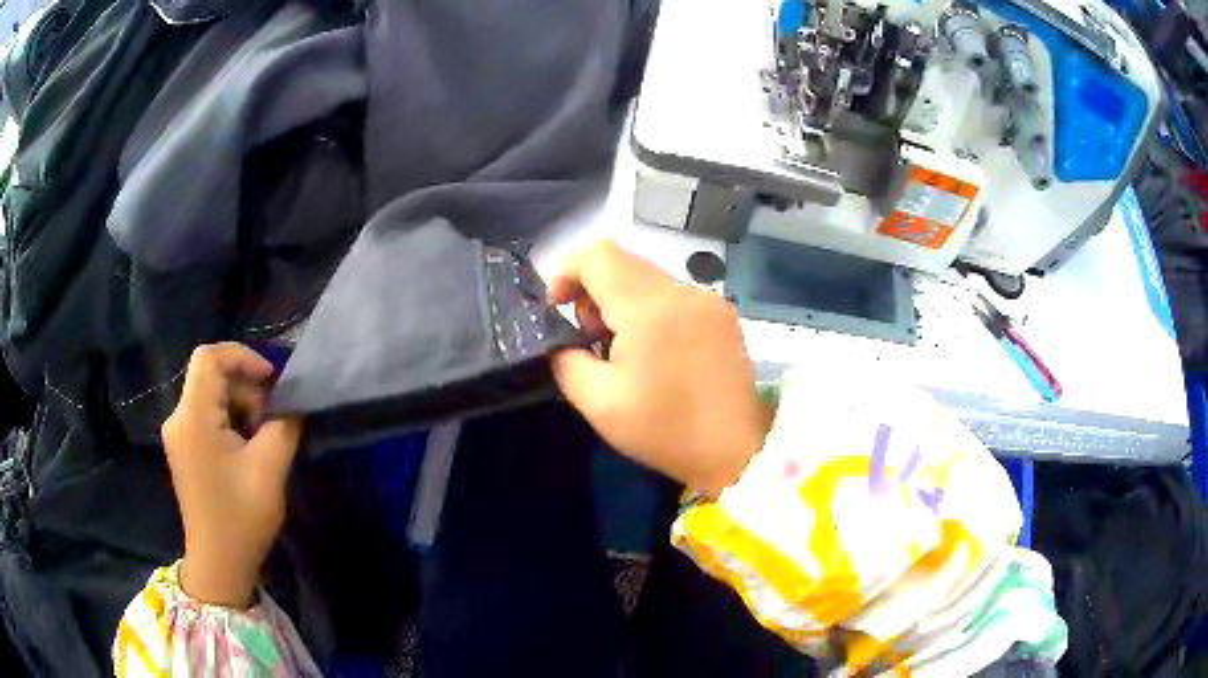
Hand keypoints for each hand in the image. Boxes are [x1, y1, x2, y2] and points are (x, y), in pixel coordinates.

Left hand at [161, 343, 302, 608]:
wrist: (219, 564)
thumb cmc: (241, 518)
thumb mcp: (270, 469)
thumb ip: (283, 424)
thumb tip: (292, 401)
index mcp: (193, 417)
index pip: (209, 357)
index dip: (242, 357)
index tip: (272, 381)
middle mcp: (178, 417)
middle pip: (211, 376)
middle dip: (246, 390)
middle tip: (273, 422)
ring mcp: (178, 433)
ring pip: (210, 395)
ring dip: (241, 408)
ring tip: (262, 441)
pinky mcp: (183, 447)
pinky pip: (206, 415)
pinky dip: (230, 422)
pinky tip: (246, 451)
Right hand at [549, 241, 772, 496]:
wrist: (736, 451)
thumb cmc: (665, 431)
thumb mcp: (599, 403)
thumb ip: (566, 359)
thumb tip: (562, 338)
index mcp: (650, 309)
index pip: (599, 254)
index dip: (568, 272)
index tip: (559, 308)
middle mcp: (683, 291)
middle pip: (624, 262)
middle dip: (594, 290)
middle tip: (591, 338)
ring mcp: (709, 300)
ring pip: (648, 276)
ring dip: (622, 300)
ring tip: (623, 348)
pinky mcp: (723, 313)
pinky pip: (674, 293)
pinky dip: (651, 308)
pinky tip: (656, 349)